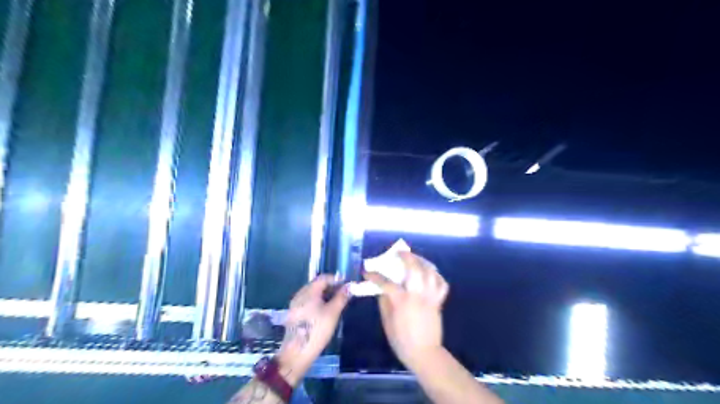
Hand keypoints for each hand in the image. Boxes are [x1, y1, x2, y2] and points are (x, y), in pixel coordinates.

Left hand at [276, 274, 352, 383]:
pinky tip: (324, 310)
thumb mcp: (333, 313)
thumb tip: (350, 286)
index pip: (323, 278)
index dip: (336, 279)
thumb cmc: (317, 330)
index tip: (346, 284)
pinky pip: (307, 301)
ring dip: (324, 294)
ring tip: (336, 302)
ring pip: (312, 293)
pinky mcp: (294, 313)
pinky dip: (317, 301)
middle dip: (330, 286)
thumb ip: (341, 297)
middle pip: (316, 284)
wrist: (297, 353)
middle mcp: (300, 294)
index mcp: (308, 291)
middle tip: (343, 293)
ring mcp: (295, 304)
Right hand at [367, 252, 447, 372]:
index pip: (386, 282)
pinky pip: (442, 284)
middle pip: (414, 269)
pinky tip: (430, 273)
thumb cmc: (401, 340)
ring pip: (430, 272)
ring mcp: (430, 297)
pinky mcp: (439, 302)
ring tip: (416, 259)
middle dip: (407, 257)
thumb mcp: (387, 321)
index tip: (366, 271)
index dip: (374, 275)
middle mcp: (417, 295)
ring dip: (423, 262)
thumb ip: (384, 302)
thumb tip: (382, 289)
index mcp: (402, 301)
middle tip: (400, 252)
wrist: (424, 353)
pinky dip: (437, 276)